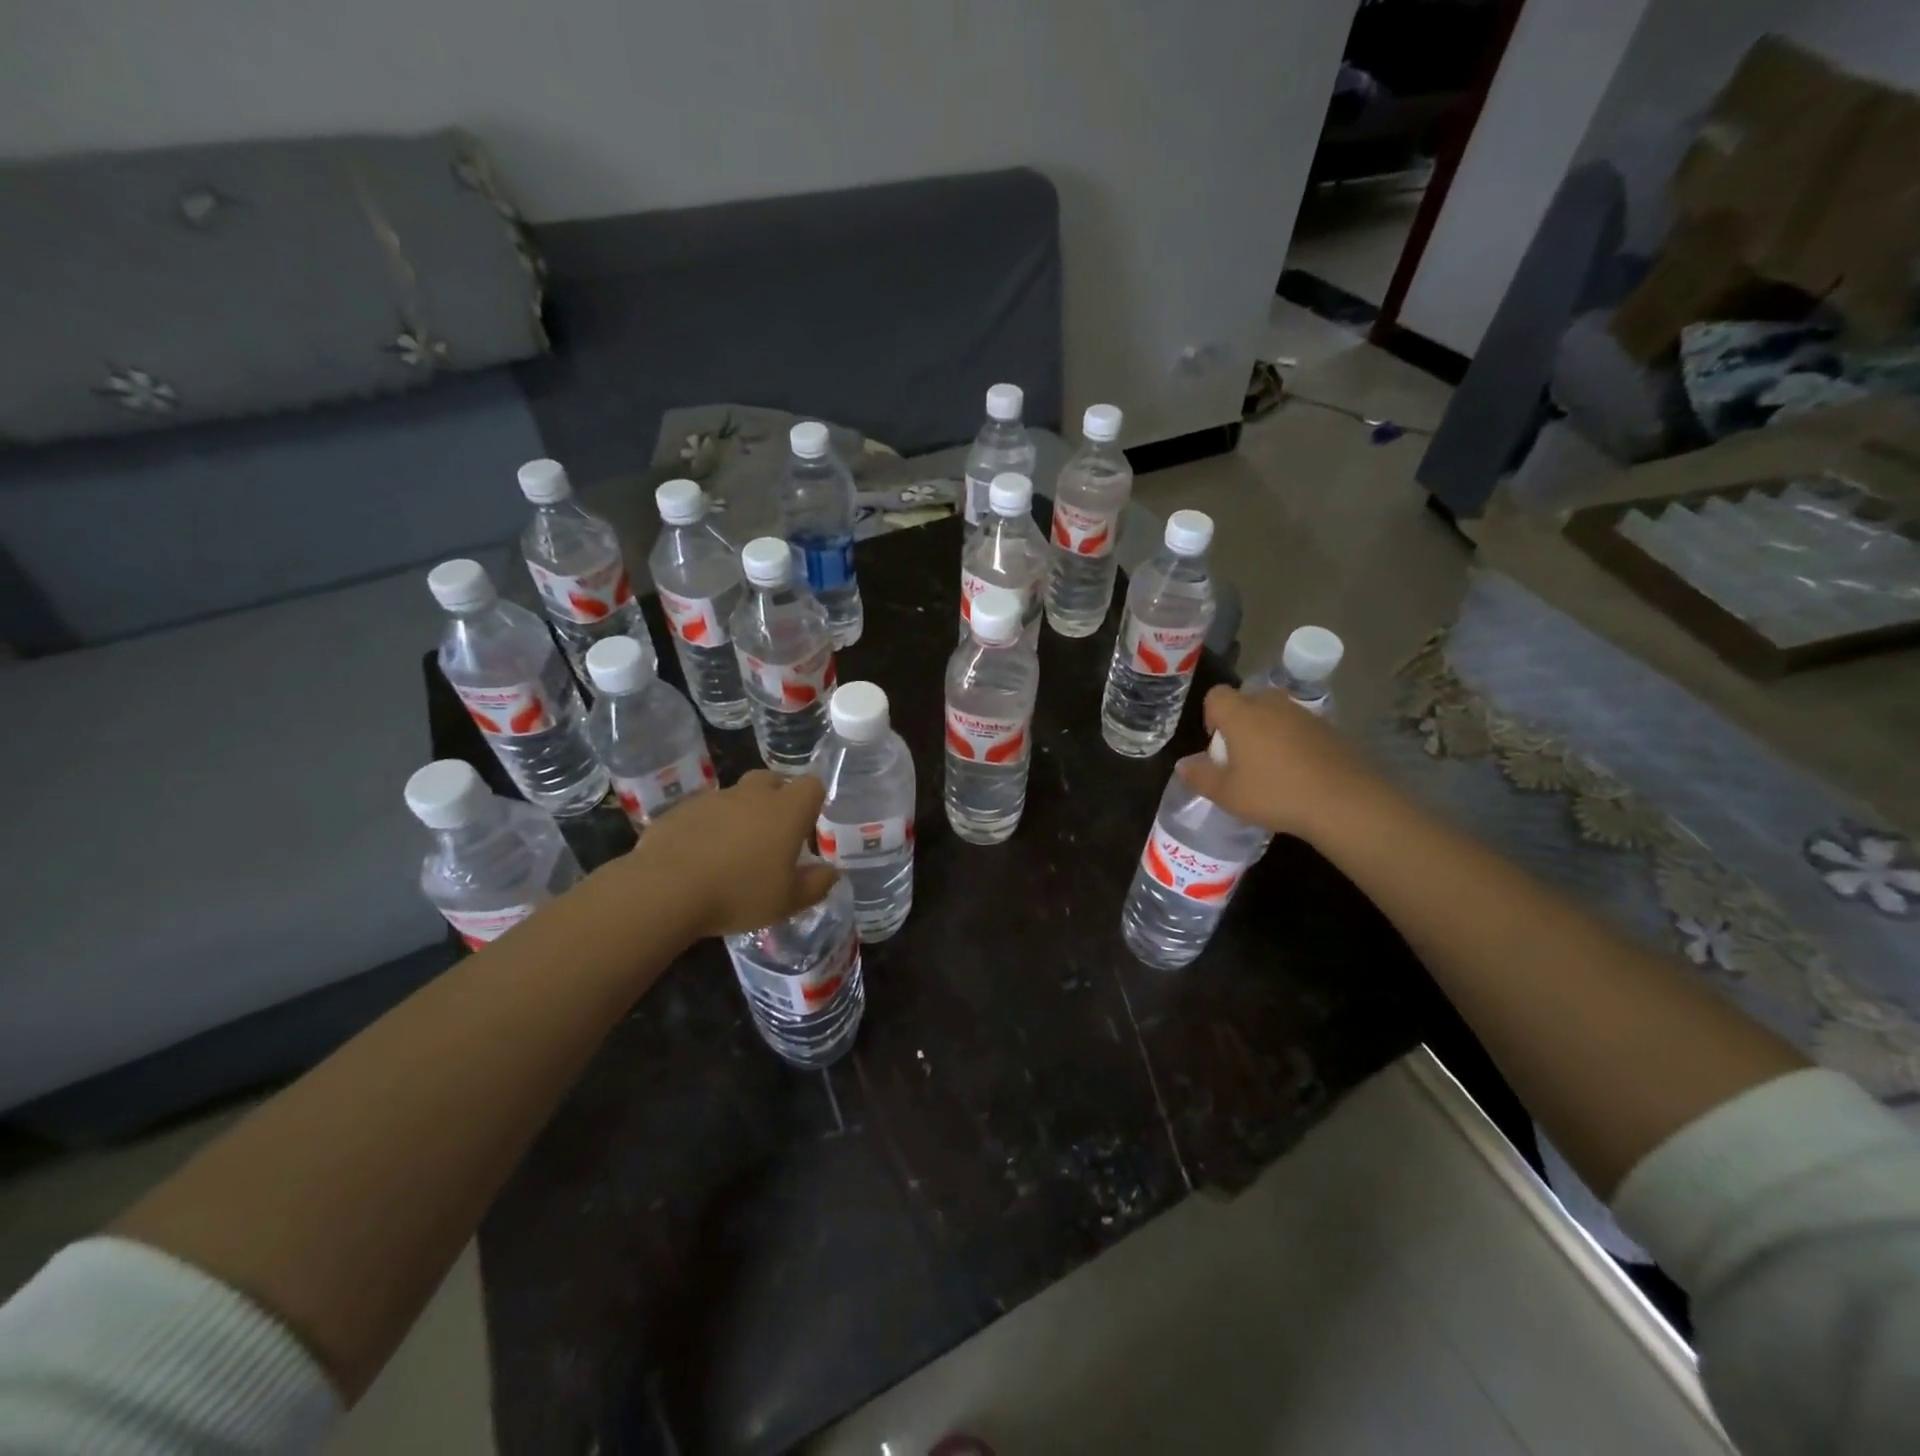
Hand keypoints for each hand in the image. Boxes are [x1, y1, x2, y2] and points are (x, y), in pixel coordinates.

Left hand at [619, 771, 838, 938]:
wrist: (666, 889)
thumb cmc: (739, 893)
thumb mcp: (787, 902)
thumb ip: (815, 885)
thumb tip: (831, 872)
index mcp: (786, 810)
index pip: (812, 785)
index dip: (813, 803)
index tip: (806, 830)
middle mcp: (752, 795)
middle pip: (772, 780)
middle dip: (776, 799)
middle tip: (772, 835)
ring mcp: (713, 799)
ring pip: (735, 796)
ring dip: (740, 815)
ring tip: (732, 852)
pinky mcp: (680, 810)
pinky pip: (703, 812)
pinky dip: (708, 827)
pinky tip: (700, 857)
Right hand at [1178, 685, 1386, 840]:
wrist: (1343, 802)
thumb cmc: (1274, 793)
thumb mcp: (1227, 794)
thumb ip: (1200, 777)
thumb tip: (1183, 765)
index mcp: (1241, 714)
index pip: (1217, 695)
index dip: (1211, 715)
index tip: (1216, 745)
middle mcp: (1271, 705)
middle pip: (1247, 701)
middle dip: (1240, 722)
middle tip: (1240, 757)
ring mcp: (1304, 715)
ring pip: (1275, 713)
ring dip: (1267, 732)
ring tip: (1269, 767)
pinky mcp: (1329, 729)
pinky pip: (1299, 728)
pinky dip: (1293, 742)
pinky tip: (1297, 773)